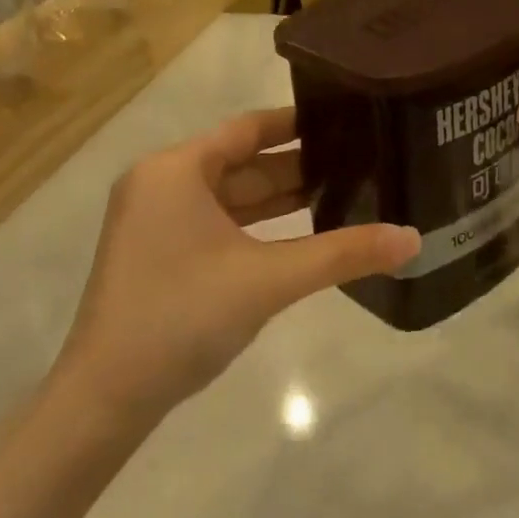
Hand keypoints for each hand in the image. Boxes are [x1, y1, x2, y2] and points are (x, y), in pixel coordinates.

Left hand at [57, 109, 419, 423]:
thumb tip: (413, 239)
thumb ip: (342, 254)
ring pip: (230, 196)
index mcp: (176, 169)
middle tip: (357, 162)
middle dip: (297, 165)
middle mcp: (161, 184)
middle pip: (241, 162)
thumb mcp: (268, 279)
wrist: (105, 398)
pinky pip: (217, 223)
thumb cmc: (183, 316)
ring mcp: (155, 221)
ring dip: (280, 199)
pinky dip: (256, 226)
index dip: (298, 123)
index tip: (346, 119)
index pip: (248, 128)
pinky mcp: (159, 254)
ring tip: (341, 192)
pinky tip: (300, 234)